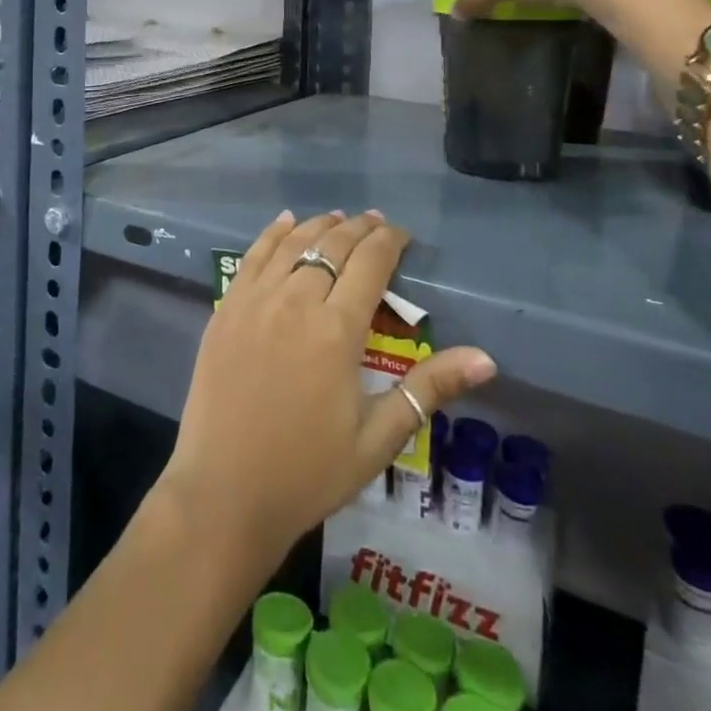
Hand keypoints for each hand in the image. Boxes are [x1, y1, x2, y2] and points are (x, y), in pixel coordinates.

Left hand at [160, 211, 495, 560]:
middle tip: (376, 222)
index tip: (401, 235)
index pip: (369, 265)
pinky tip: (285, 222)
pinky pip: (252, 257)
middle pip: (332, 246)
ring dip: (320, 226)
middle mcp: (296, 302)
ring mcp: (255, 301)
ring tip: (338, 218)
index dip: (388, 242)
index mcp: (337, 330)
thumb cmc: (308, 472)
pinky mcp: (226, 309)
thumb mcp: (377, 439)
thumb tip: (486, 358)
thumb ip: (428, 389)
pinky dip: (272, 234)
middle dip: (358, 229)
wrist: (224, 493)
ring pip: (293, 244)